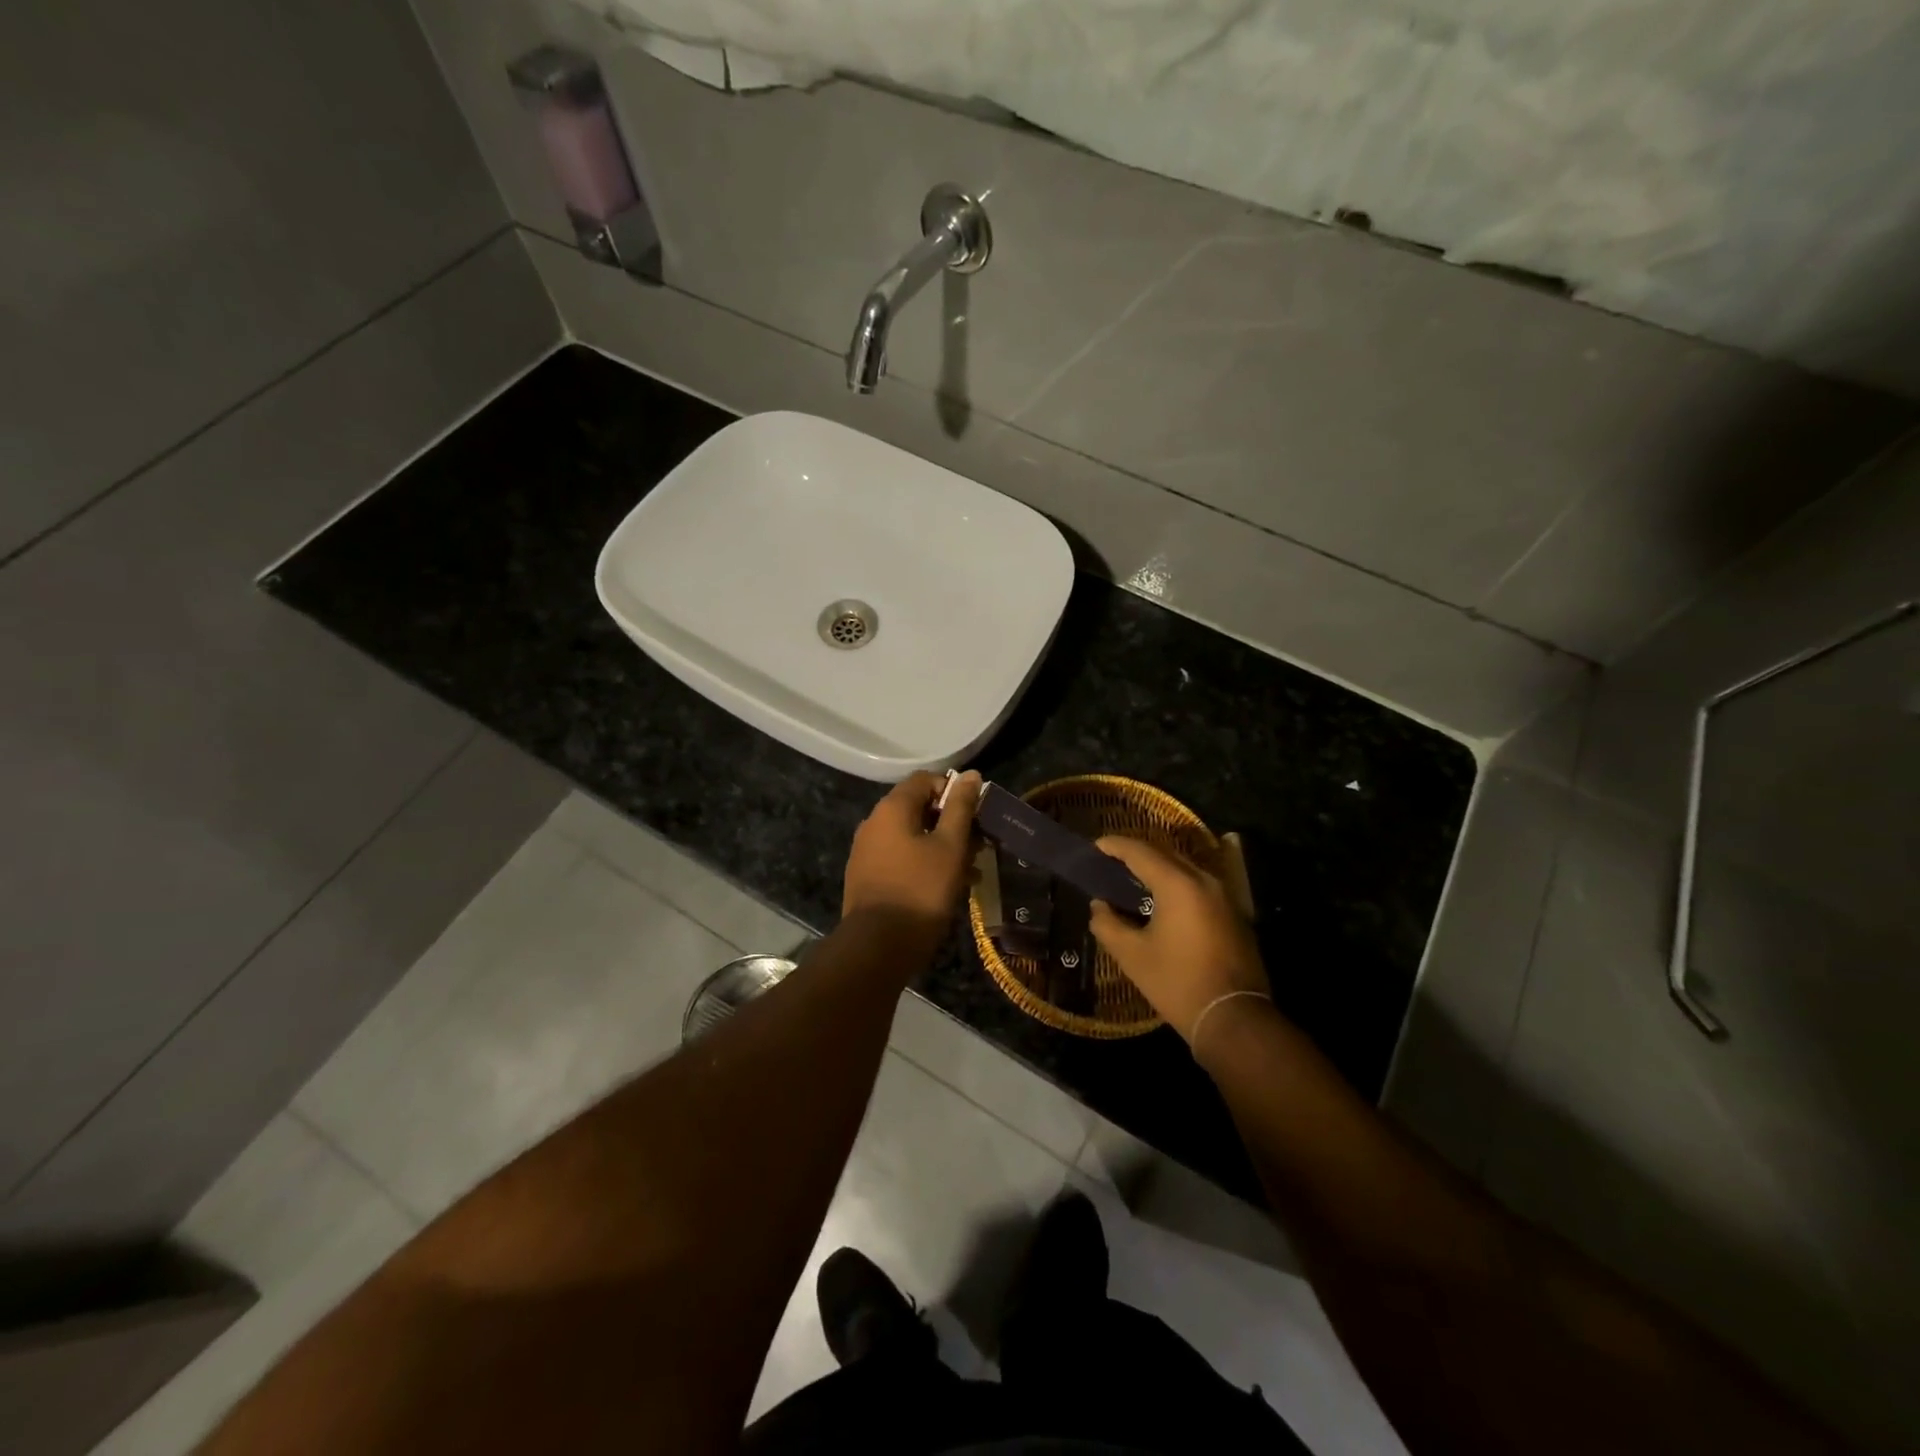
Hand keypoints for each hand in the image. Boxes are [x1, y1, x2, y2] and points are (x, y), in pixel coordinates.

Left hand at [842, 771, 982, 933]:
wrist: (877, 946)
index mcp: (891, 808)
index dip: (954, 791)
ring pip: (911, 836)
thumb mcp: (950, 846)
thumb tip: (971, 774)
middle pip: (918, 808)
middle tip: (977, 846)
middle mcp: (873, 822)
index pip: (925, 779)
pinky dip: (923, 863)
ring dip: (941, 846)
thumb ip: (961, 808)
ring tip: (969, 871)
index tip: (976, 815)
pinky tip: (945, 886)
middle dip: (951, 823)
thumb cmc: (921, 890)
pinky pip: (900, 857)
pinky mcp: (866, 876)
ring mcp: (866, 850)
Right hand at [1089, 837, 1268, 1042]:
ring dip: (1159, 870)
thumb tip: (1098, 906)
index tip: (1096, 846)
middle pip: (1166, 855)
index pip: (1141, 852)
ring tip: (1135, 881)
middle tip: (1112, 862)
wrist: (1234, 1018)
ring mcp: (1225, 898)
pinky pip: (1200, 888)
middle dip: (1138, 855)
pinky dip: (1177, 887)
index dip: (1116, 846)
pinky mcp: (1235, 916)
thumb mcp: (1132, 955)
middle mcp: (1205, 882)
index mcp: (1178, 884)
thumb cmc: (1177, 983)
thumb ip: (1108, 924)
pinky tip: (1163, 904)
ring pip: (1186, 871)